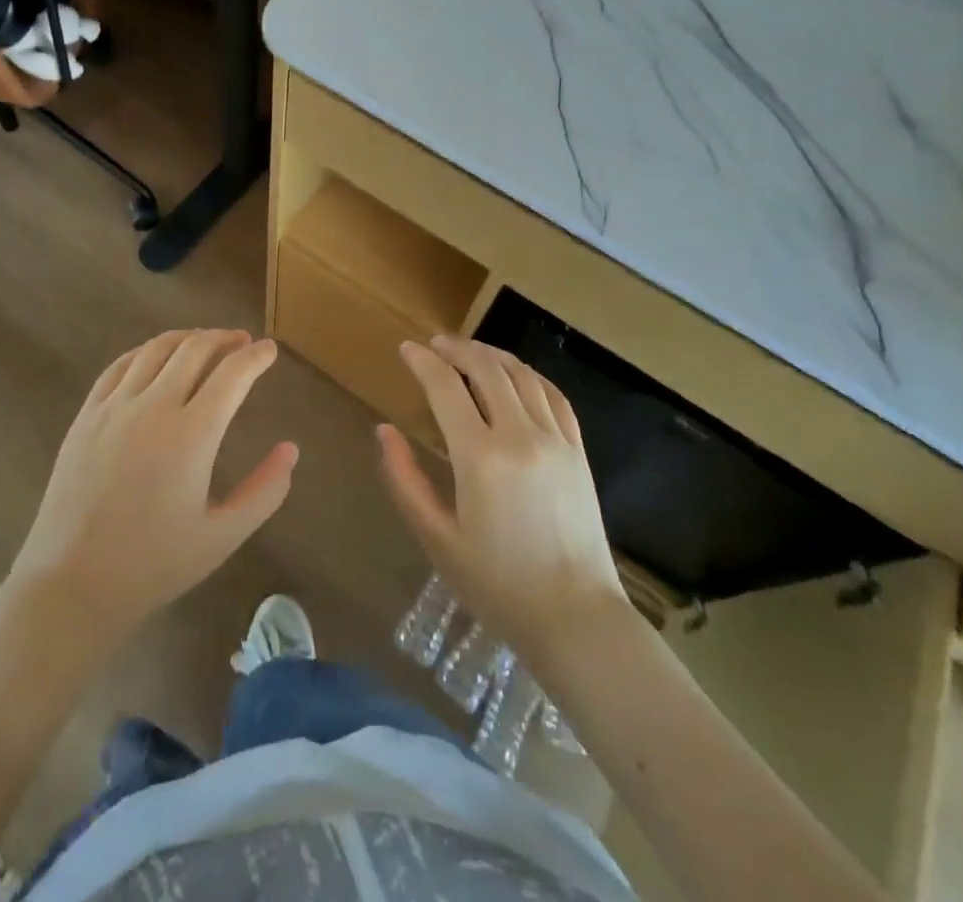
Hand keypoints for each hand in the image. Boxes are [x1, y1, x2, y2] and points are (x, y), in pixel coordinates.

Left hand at [8, 330, 296, 641]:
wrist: (72, 584)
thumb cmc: (153, 564)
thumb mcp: (222, 536)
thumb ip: (264, 491)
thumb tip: (291, 449)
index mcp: (192, 434)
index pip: (232, 375)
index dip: (256, 357)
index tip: (270, 350)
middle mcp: (153, 407)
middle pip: (194, 349)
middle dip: (224, 339)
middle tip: (243, 341)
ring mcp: (114, 407)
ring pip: (156, 349)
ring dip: (187, 339)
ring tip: (205, 343)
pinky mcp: (86, 415)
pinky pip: (119, 366)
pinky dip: (146, 351)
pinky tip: (155, 357)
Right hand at [379, 336, 626, 663]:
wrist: (575, 618)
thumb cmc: (497, 585)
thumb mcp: (437, 538)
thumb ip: (405, 480)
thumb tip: (383, 431)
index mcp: (480, 457)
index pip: (445, 387)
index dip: (422, 362)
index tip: (406, 349)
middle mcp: (520, 436)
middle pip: (486, 368)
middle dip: (456, 348)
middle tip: (434, 344)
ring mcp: (555, 440)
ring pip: (521, 375)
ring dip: (492, 354)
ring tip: (469, 351)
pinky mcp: (578, 452)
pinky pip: (554, 396)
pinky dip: (529, 375)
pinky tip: (516, 374)